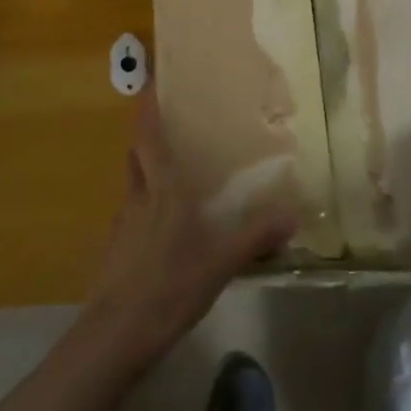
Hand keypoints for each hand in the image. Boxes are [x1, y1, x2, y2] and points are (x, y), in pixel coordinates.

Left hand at [83, 86, 298, 367]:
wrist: (118, 332)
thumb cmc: (170, 284)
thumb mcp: (221, 261)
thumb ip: (256, 236)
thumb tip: (292, 213)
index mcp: (162, 188)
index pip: (148, 134)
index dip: (147, 105)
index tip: (148, 78)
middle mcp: (138, 195)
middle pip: (137, 152)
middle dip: (147, 132)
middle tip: (169, 121)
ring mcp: (124, 221)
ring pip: (134, 180)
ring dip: (148, 166)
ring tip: (174, 169)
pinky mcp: (117, 245)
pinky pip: (134, 209)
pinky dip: (148, 201)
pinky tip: (166, 223)